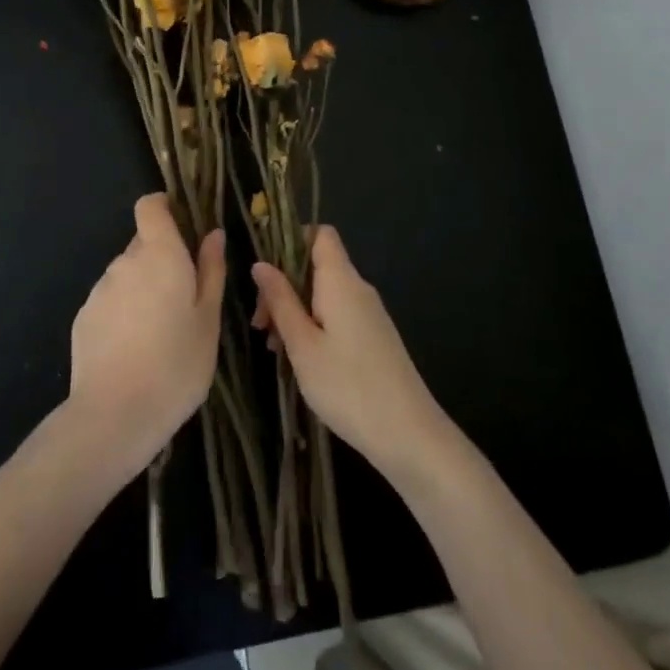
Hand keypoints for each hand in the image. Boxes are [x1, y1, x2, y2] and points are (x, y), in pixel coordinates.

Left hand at [66, 194, 224, 478]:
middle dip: (163, 259)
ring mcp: (99, 289)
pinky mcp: (83, 316)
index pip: (150, 206)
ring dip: (143, 288)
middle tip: (185, 298)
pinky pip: (111, 301)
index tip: (184, 226)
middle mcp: (124, 262)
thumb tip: (213, 233)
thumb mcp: (209, 320)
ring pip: (127, 274)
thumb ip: (211, 270)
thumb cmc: (177, 365)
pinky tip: (135, 349)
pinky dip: (124, 312)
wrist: (114, 415)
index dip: (165, 208)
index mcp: (159, 254)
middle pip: (143, 243)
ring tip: (161, 332)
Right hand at [252, 227, 455, 481]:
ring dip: (295, 310)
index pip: (320, 234)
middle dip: (283, 286)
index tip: (264, 270)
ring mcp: (369, 313)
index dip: (291, 240)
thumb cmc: (348, 386)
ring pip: (324, 294)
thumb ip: (281, 300)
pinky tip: (299, 358)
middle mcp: (358, 289)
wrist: (409, 434)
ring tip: (275, 348)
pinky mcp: (373, 337)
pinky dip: (313, 325)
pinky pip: (337, 314)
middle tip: (261, 325)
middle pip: (316, 266)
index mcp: (341, 281)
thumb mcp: (302, 344)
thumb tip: (260, 264)